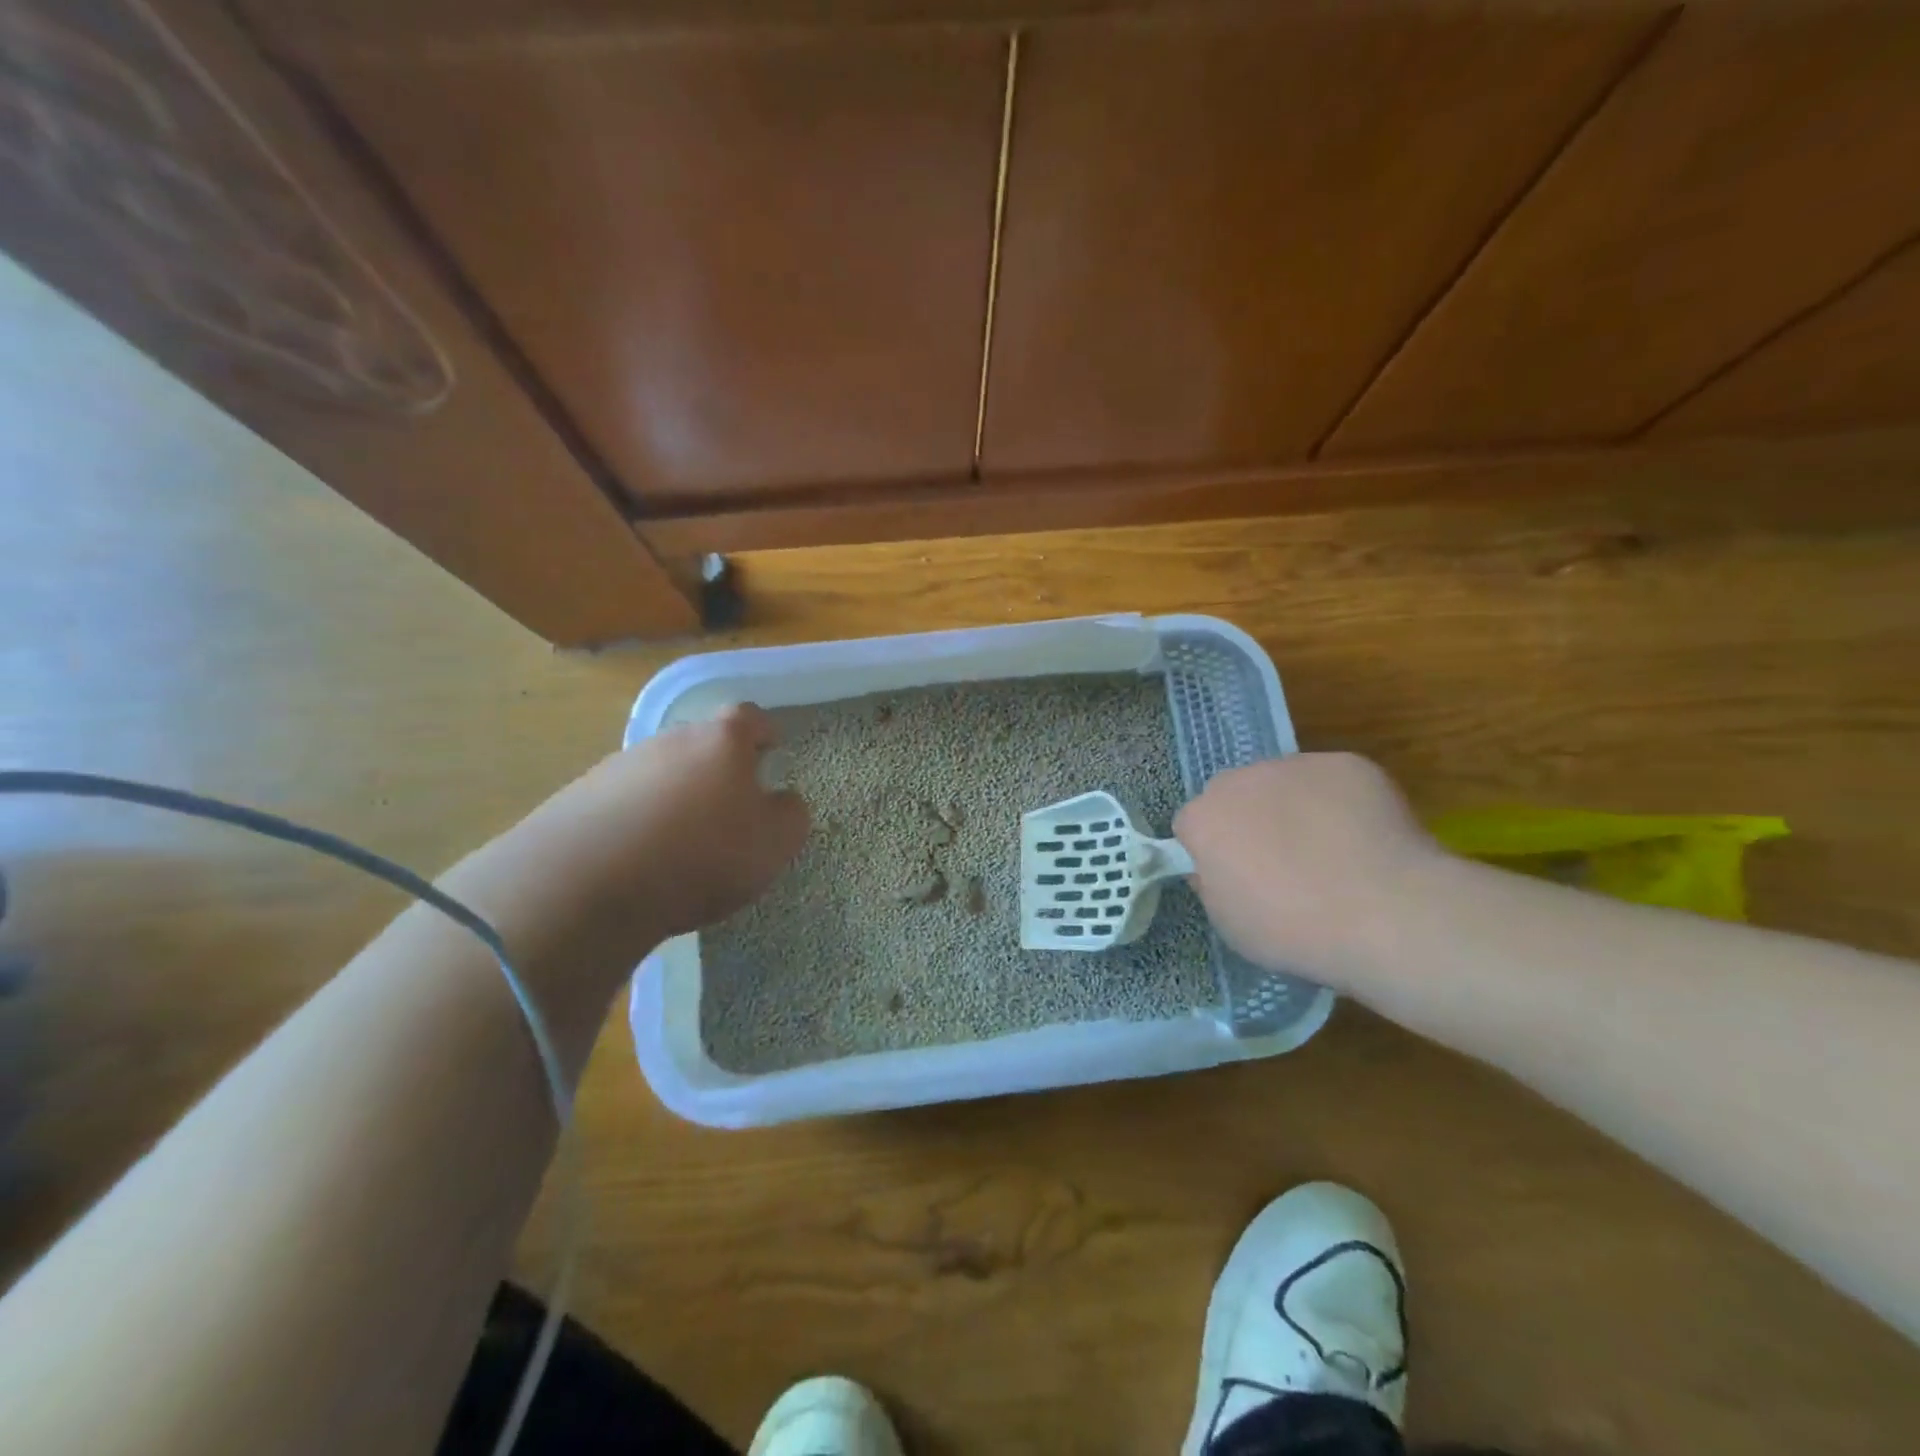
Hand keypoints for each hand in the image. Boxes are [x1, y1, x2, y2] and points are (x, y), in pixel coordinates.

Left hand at [539, 703, 811, 939]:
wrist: (588, 882)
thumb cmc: (702, 854)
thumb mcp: (774, 844)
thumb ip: (790, 815)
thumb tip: (782, 801)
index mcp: (722, 739)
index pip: (751, 718)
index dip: (765, 732)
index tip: (772, 750)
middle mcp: (671, 739)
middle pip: (703, 743)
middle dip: (718, 769)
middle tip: (730, 808)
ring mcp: (621, 764)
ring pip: (662, 772)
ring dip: (676, 795)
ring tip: (682, 841)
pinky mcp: (580, 796)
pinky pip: (625, 801)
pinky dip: (638, 819)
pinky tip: (640, 858)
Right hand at [1173, 753, 1442, 987]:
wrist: (1385, 913)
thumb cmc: (1294, 929)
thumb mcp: (1229, 923)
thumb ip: (1213, 884)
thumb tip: (1220, 868)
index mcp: (1204, 818)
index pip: (1192, 826)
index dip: (1213, 852)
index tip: (1236, 879)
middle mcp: (1241, 780)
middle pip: (1235, 795)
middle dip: (1249, 820)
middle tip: (1282, 864)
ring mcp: (1296, 766)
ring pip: (1283, 783)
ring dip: (1294, 807)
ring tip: (1332, 853)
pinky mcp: (1347, 764)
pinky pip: (1332, 782)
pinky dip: (1341, 804)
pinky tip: (1364, 840)